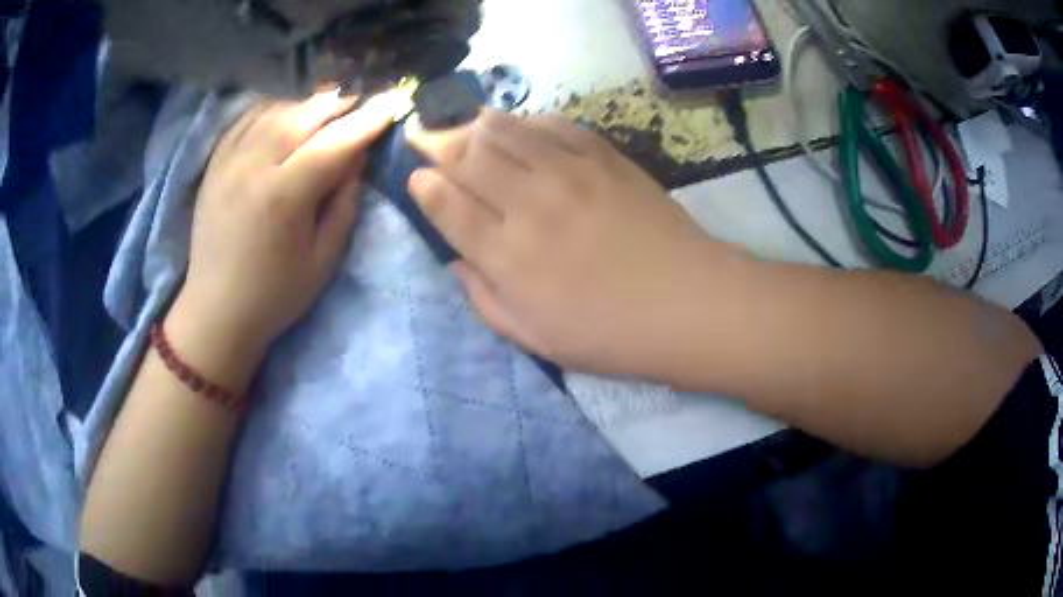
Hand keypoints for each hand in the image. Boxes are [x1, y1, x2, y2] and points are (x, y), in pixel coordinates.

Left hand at [177, 90, 398, 353]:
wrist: (215, 311)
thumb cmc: (274, 295)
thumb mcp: (323, 261)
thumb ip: (344, 205)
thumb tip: (357, 160)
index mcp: (284, 195)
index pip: (335, 142)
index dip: (368, 120)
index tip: (393, 102)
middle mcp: (254, 166)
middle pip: (304, 115)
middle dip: (340, 102)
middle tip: (363, 98)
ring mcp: (229, 161)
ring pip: (276, 110)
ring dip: (307, 103)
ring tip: (329, 103)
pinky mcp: (214, 164)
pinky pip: (246, 120)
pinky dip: (272, 108)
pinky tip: (286, 111)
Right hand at [407, 110, 737, 376]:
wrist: (687, 304)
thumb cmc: (609, 334)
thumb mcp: (533, 338)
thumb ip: (483, 298)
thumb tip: (455, 259)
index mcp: (507, 257)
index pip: (445, 203)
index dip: (423, 185)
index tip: (417, 178)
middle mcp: (528, 204)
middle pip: (466, 155)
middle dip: (437, 143)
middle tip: (428, 141)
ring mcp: (568, 173)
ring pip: (503, 128)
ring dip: (476, 125)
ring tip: (468, 129)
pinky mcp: (603, 156)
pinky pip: (552, 123)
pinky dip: (527, 121)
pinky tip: (523, 129)